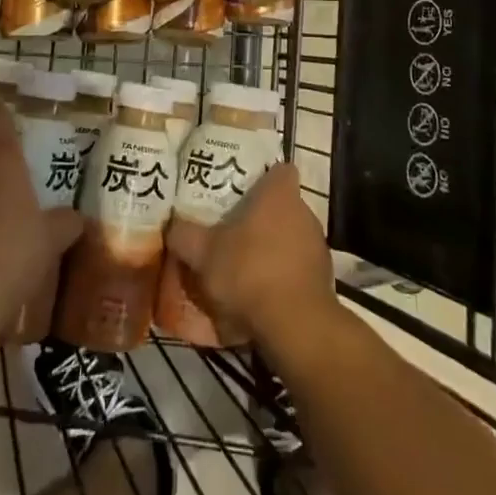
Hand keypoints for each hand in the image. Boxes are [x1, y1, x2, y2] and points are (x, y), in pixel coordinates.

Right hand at [166, 163, 336, 356]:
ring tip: (245, 264)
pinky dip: (283, 274)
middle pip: (282, 204)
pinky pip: (299, 266)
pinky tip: (262, 292)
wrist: (295, 325)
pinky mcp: (323, 276)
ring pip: (291, 235)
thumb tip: (172, 225)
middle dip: (261, 215)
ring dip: (273, 246)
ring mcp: (317, 244)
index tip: (242, 189)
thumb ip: (184, 235)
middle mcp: (304, 211)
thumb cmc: (249, 272)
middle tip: (233, 229)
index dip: (263, 176)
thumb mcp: (203, 254)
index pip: (279, 169)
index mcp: (279, 194)